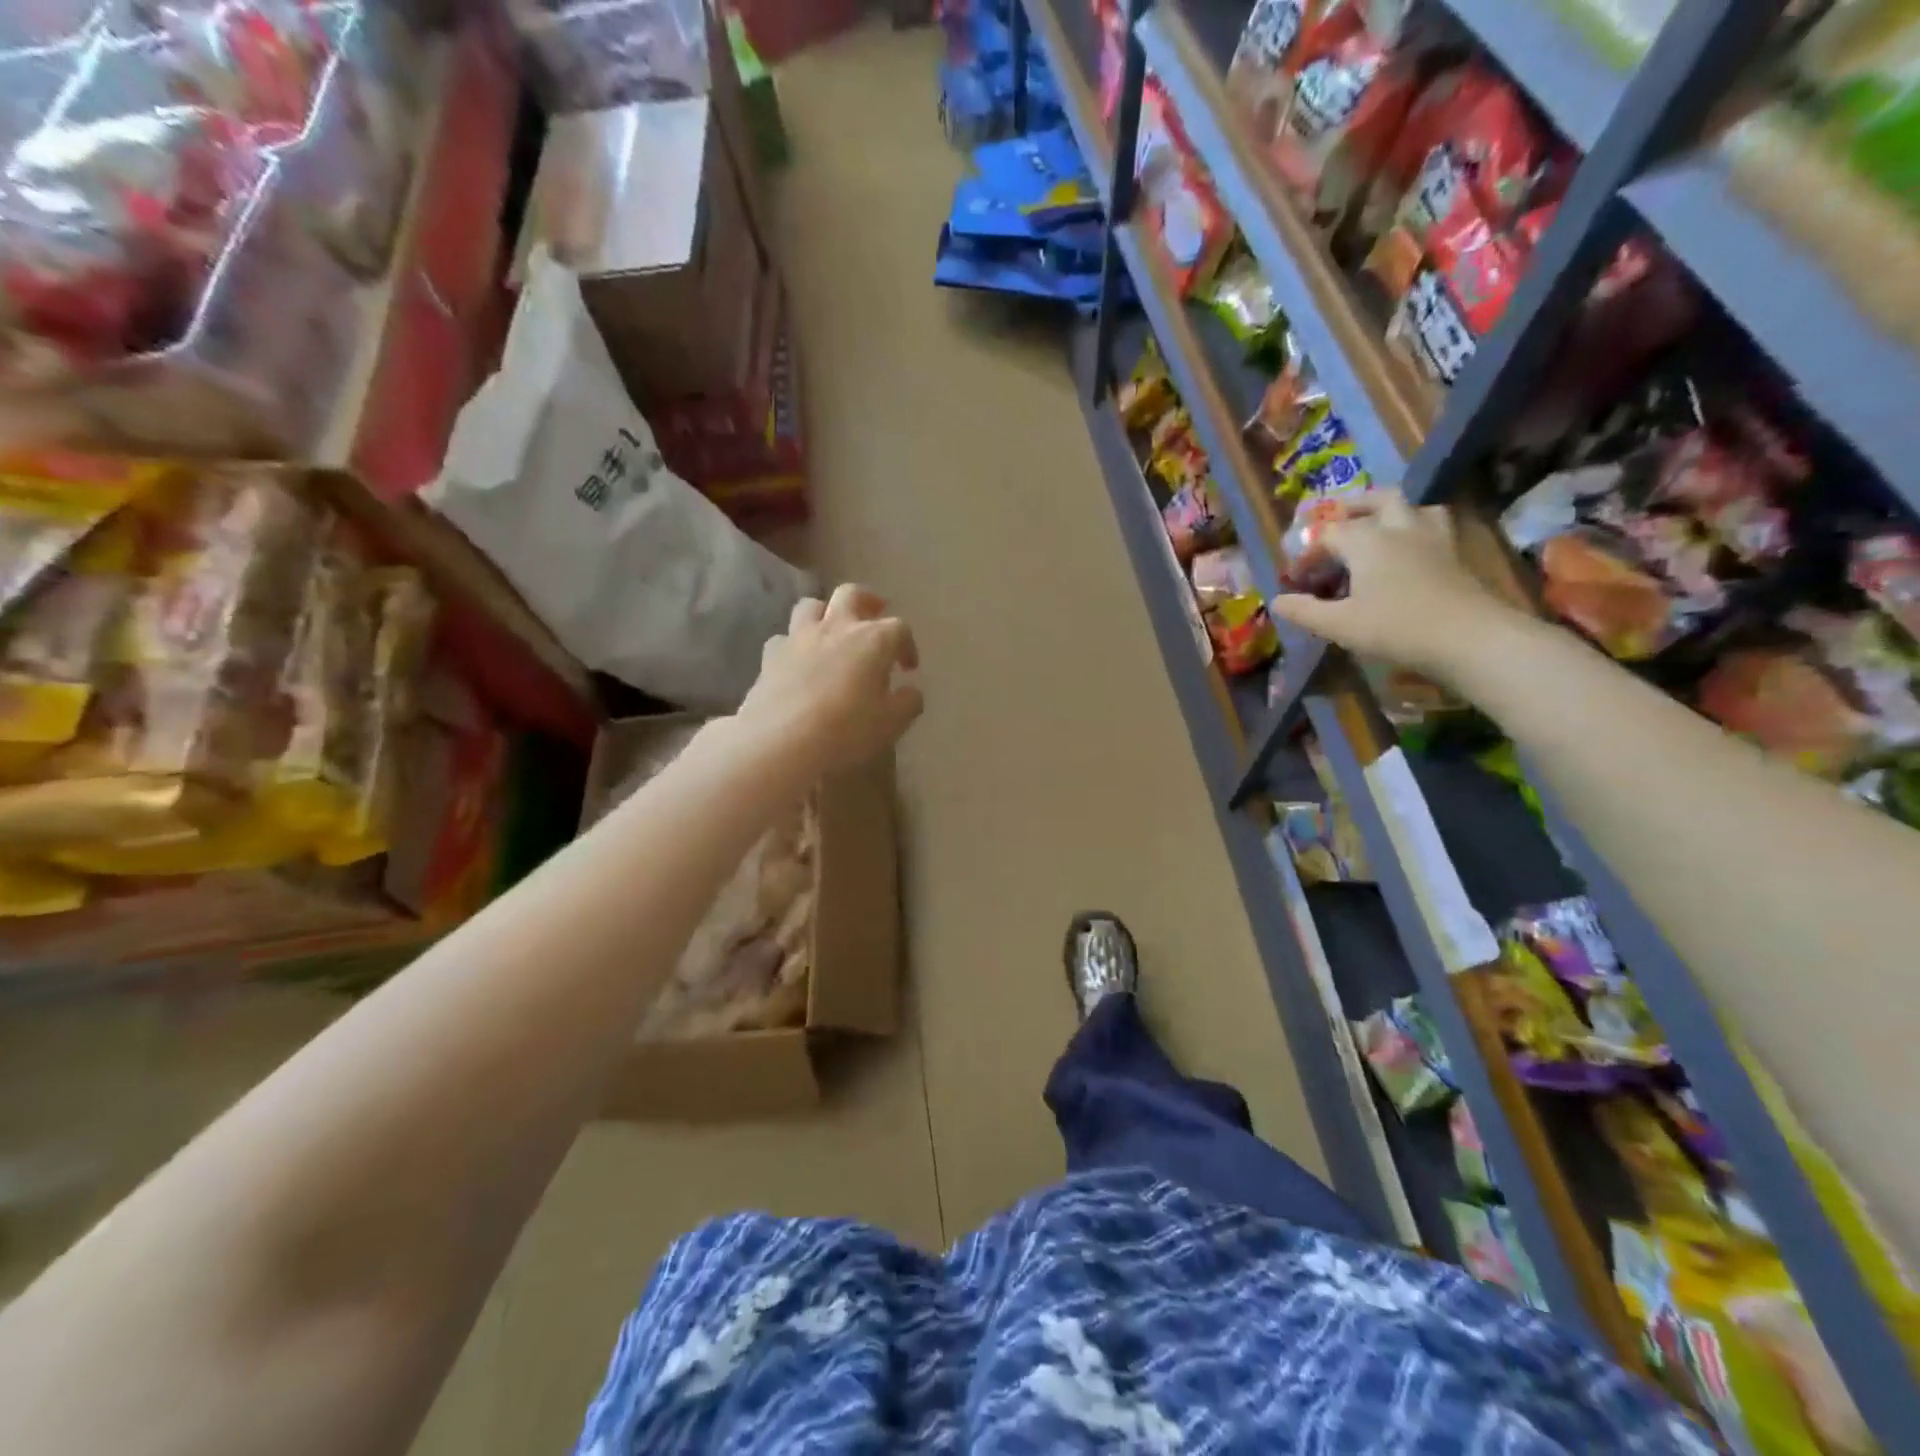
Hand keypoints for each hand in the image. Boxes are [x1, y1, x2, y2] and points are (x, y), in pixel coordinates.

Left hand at [737, 585, 923, 774]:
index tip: (908, 668)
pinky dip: (795, 644)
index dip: (907, 645)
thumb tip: (911, 692)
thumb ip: (907, 703)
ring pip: (812, 605)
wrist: (780, 743)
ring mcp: (799, 637)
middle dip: (867, 601)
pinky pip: (784, 637)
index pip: (899, 628)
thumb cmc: (846, 731)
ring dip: (826, 613)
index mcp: (873, 640)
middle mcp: (836, 628)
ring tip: (832, 632)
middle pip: (852, 594)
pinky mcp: (770, 655)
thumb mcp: (891, 724)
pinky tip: (798, 662)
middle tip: (874, 616)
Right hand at [1268, 495, 1525, 682]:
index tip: (1296, 580)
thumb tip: (1277, 601)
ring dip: (1392, 511)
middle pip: (1377, 500)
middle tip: (1337, 520)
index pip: (1328, 535)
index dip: (1307, 554)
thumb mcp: (1339, 625)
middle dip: (1353, 507)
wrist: (1469, 637)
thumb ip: (1305, 611)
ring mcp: (1433, 537)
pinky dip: (1417, 528)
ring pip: (1412, 507)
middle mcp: (1399, 528)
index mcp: (1366, 541)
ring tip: (1379, 527)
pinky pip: (1434, 525)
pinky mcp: (1456, 553)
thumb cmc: (1395, 628)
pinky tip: (1412, 549)